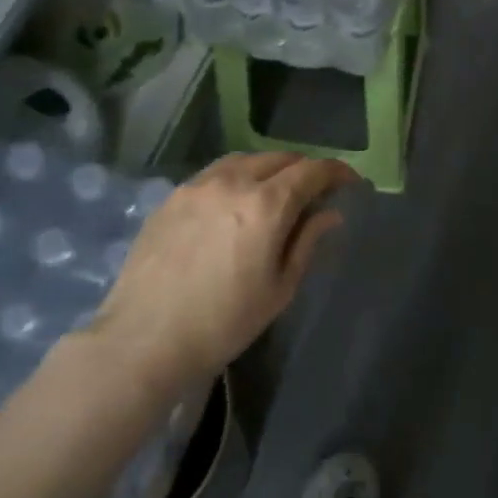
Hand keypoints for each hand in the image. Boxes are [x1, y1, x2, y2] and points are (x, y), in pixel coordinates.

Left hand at [78, 152, 357, 396]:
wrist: (145, 339)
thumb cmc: (225, 322)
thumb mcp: (280, 287)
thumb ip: (307, 242)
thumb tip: (329, 214)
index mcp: (266, 205)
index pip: (312, 171)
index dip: (337, 172)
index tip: (351, 183)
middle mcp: (233, 182)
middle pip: (280, 158)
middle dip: (305, 169)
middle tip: (317, 192)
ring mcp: (197, 186)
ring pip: (245, 160)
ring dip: (271, 168)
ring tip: (278, 193)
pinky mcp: (172, 197)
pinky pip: (215, 173)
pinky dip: (239, 176)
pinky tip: (237, 202)